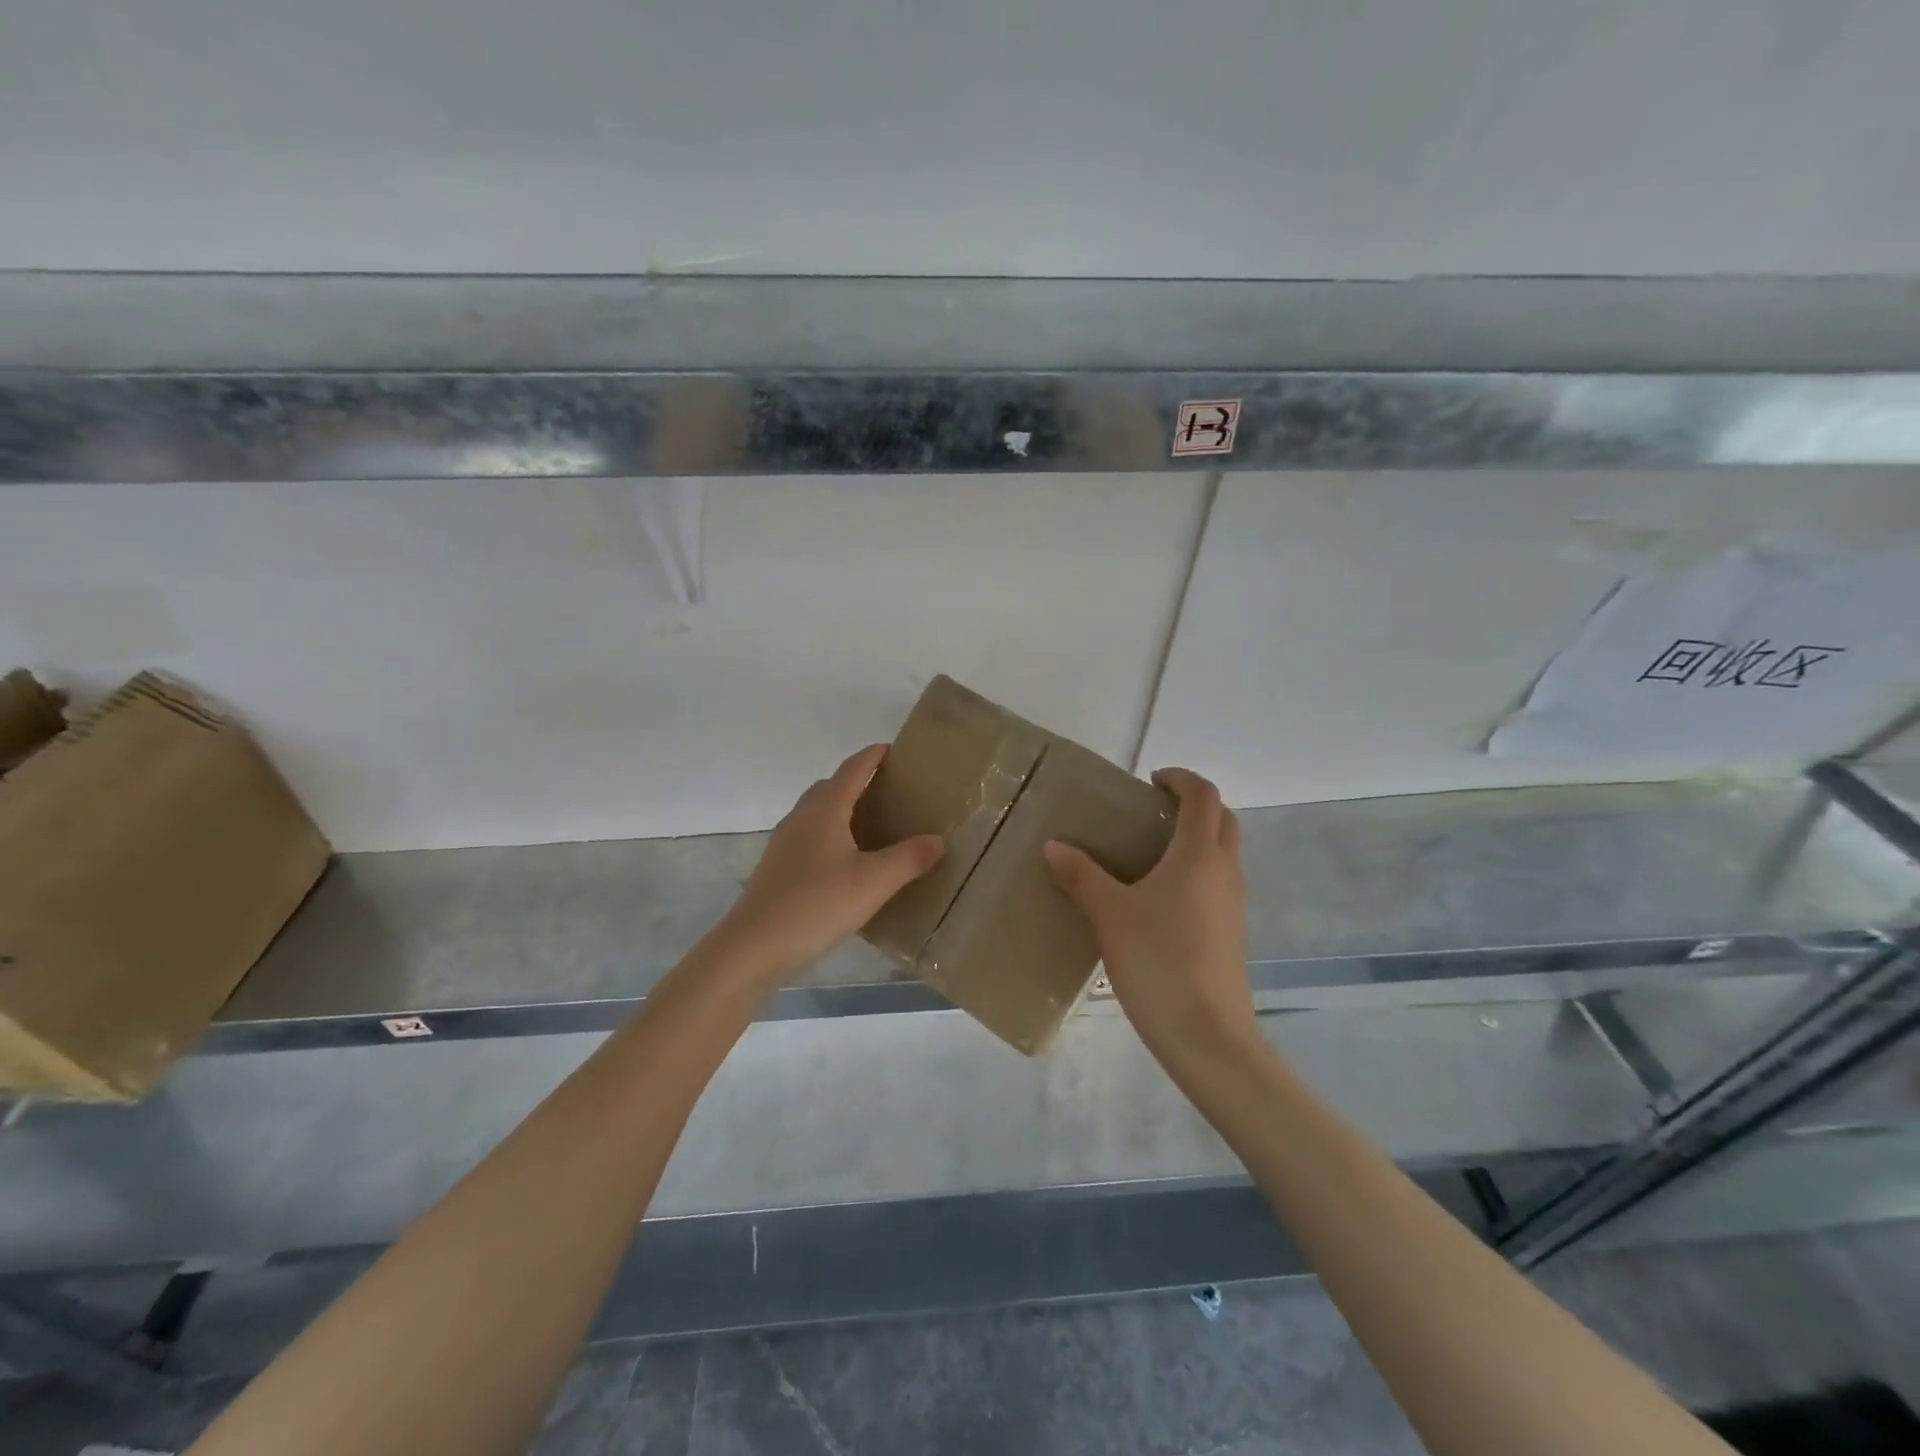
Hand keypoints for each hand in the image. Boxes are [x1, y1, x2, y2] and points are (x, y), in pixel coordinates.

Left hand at [717, 744, 944, 979]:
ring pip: (815, 813)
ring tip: (869, 827)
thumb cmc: (817, 905)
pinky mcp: (776, 869)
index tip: (891, 749)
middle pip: (829, 787)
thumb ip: (909, 858)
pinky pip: (808, 838)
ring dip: (840, 810)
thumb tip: (937, 840)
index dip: (872, 757)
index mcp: (825, 810)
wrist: (754, 947)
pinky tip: (843, 864)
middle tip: (886, 791)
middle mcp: (801, 818)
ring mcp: (784, 843)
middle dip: (856, 782)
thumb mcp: (874, 882)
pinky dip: (829, 836)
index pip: (851, 770)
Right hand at [1043, 768, 1254, 1067]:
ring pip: (1223, 852)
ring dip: (1196, 838)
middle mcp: (1224, 870)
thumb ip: (1081, 875)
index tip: (1149, 781)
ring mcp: (1233, 903)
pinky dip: (1196, 870)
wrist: (1206, 1034)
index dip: (1180, 778)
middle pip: (1222, 818)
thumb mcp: (1110, 914)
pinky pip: (1217, 882)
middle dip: (1192, 805)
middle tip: (1150, 813)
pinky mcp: (1231, 931)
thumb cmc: (1158, 960)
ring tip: (1148, 853)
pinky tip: (1159, 897)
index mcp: (1199, 854)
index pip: (1203, 794)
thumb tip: (1054, 846)